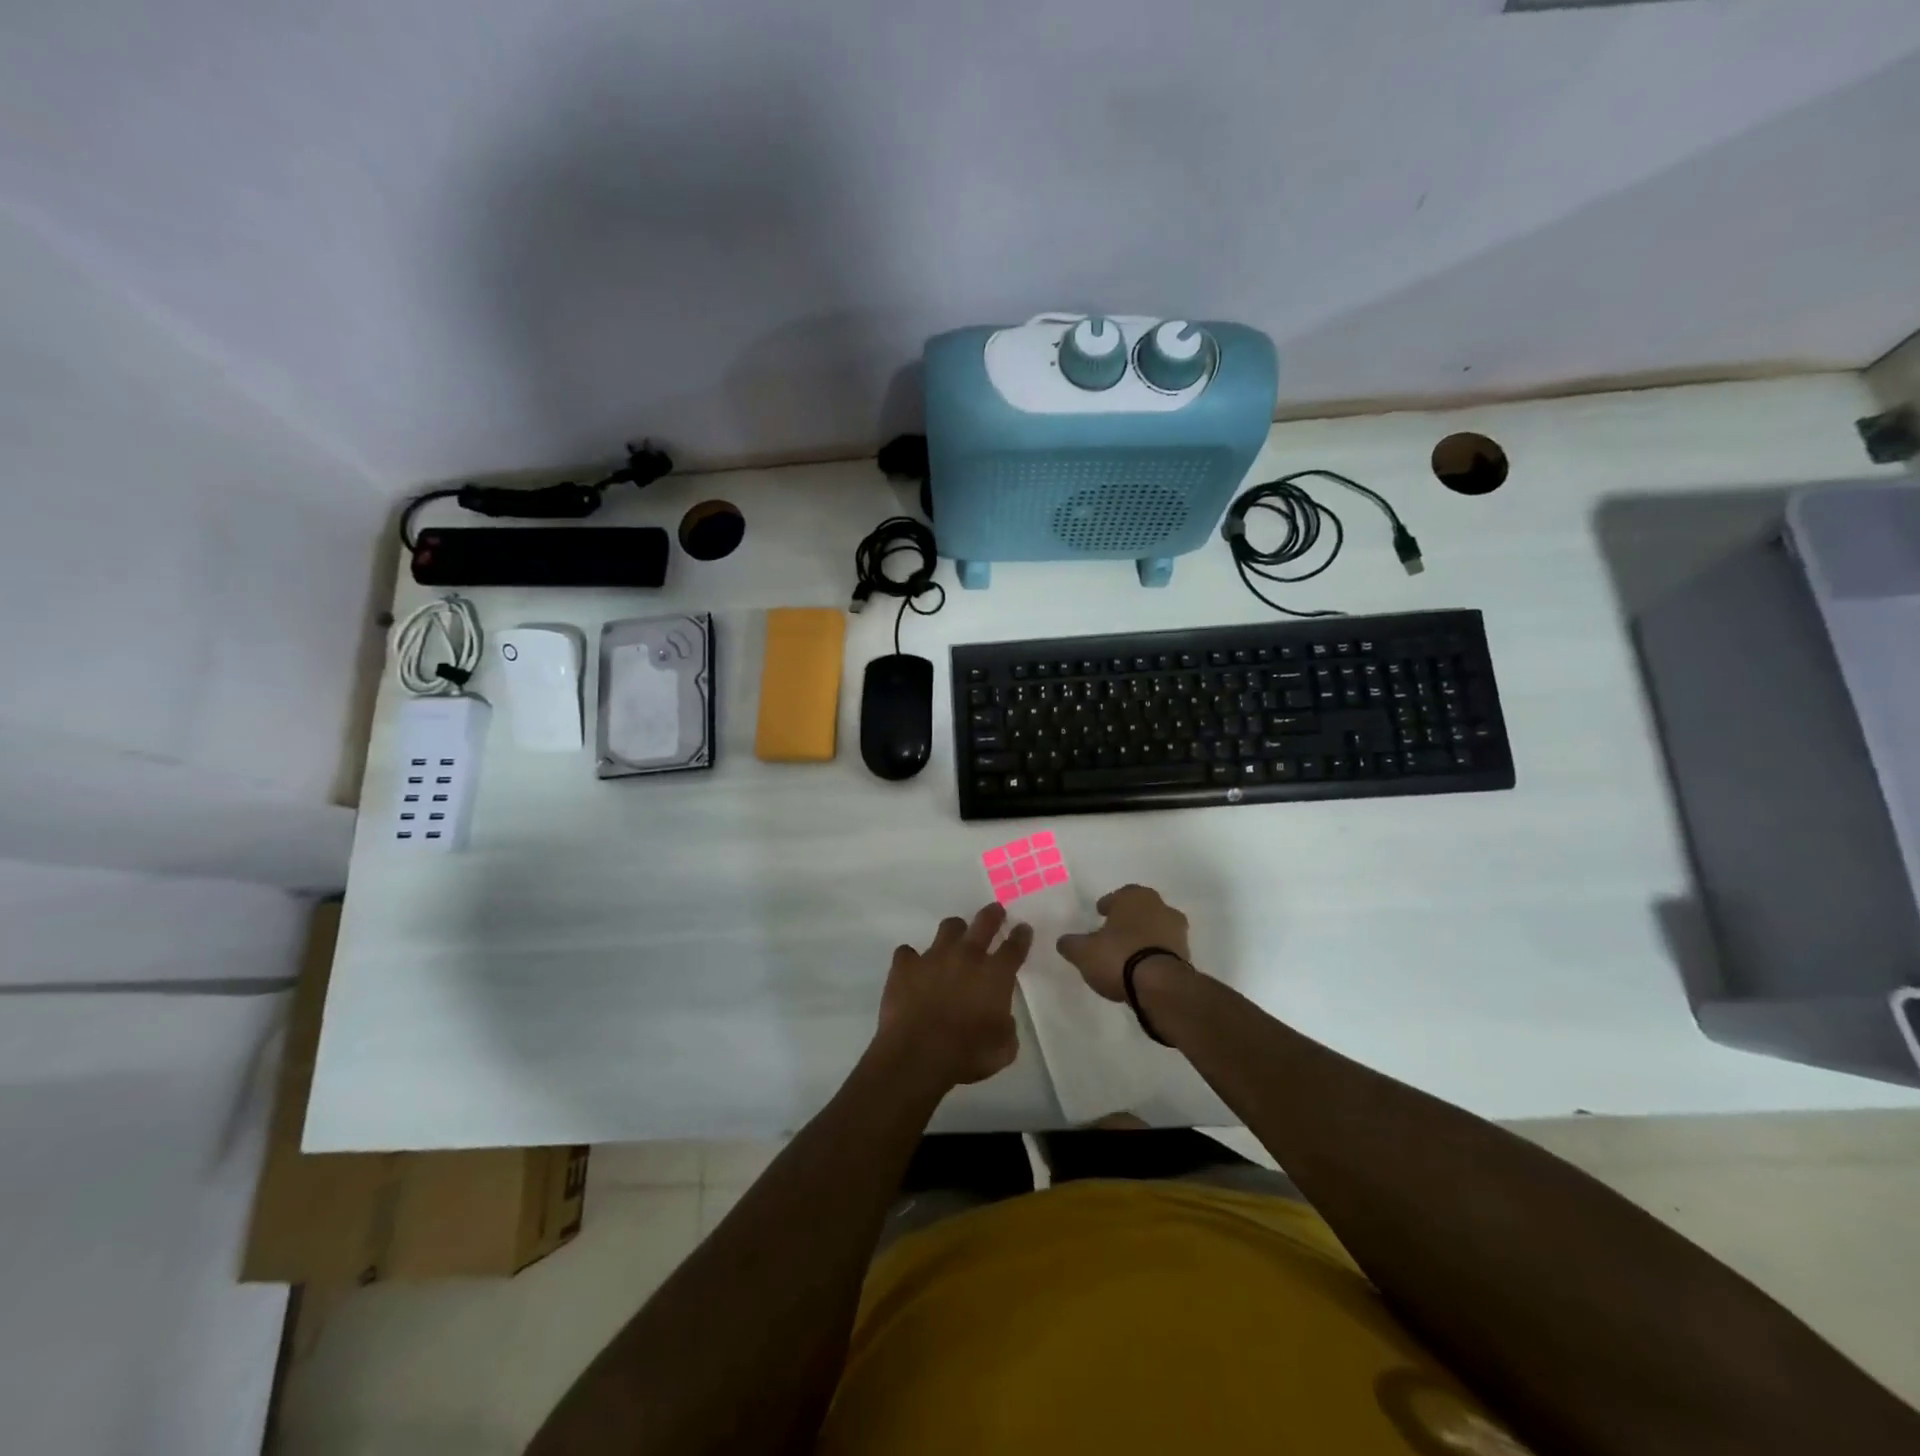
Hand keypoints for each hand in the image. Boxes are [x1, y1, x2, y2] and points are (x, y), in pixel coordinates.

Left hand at [876, 903, 1032, 1087]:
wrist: (918, 1055)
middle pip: (984, 923)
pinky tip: (912, 969)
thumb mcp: (1004, 1048)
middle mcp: (966, 957)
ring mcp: (933, 957)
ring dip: (954, 931)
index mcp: (995, 975)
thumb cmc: (968, 1054)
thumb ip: (1006, 1027)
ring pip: (948, 928)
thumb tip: (1000, 1019)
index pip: (1014, 947)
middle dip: (992, 915)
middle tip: (995, 910)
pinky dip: (912, 960)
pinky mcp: (905, 966)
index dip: (1021, 936)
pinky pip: (907, 953)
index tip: (1023, 928)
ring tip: (954, 936)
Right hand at [1055, 884, 1192, 1001]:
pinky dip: (1155, 955)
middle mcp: (1160, 907)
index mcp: (1135, 897)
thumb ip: (1071, 944)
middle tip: (1114, 932)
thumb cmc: (1118, 957)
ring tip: (1128, 954)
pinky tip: (1142, 969)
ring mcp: (1178, 932)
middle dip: (1129, 920)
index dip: (1108, 905)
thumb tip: (1064, 942)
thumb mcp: (1084, 952)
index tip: (1100, 914)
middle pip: (1142, 910)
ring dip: (1144, 938)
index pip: (1120, 895)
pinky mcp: (1187, 956)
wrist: (1160, 986)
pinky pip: (1165, 950)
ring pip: (1157, 929)